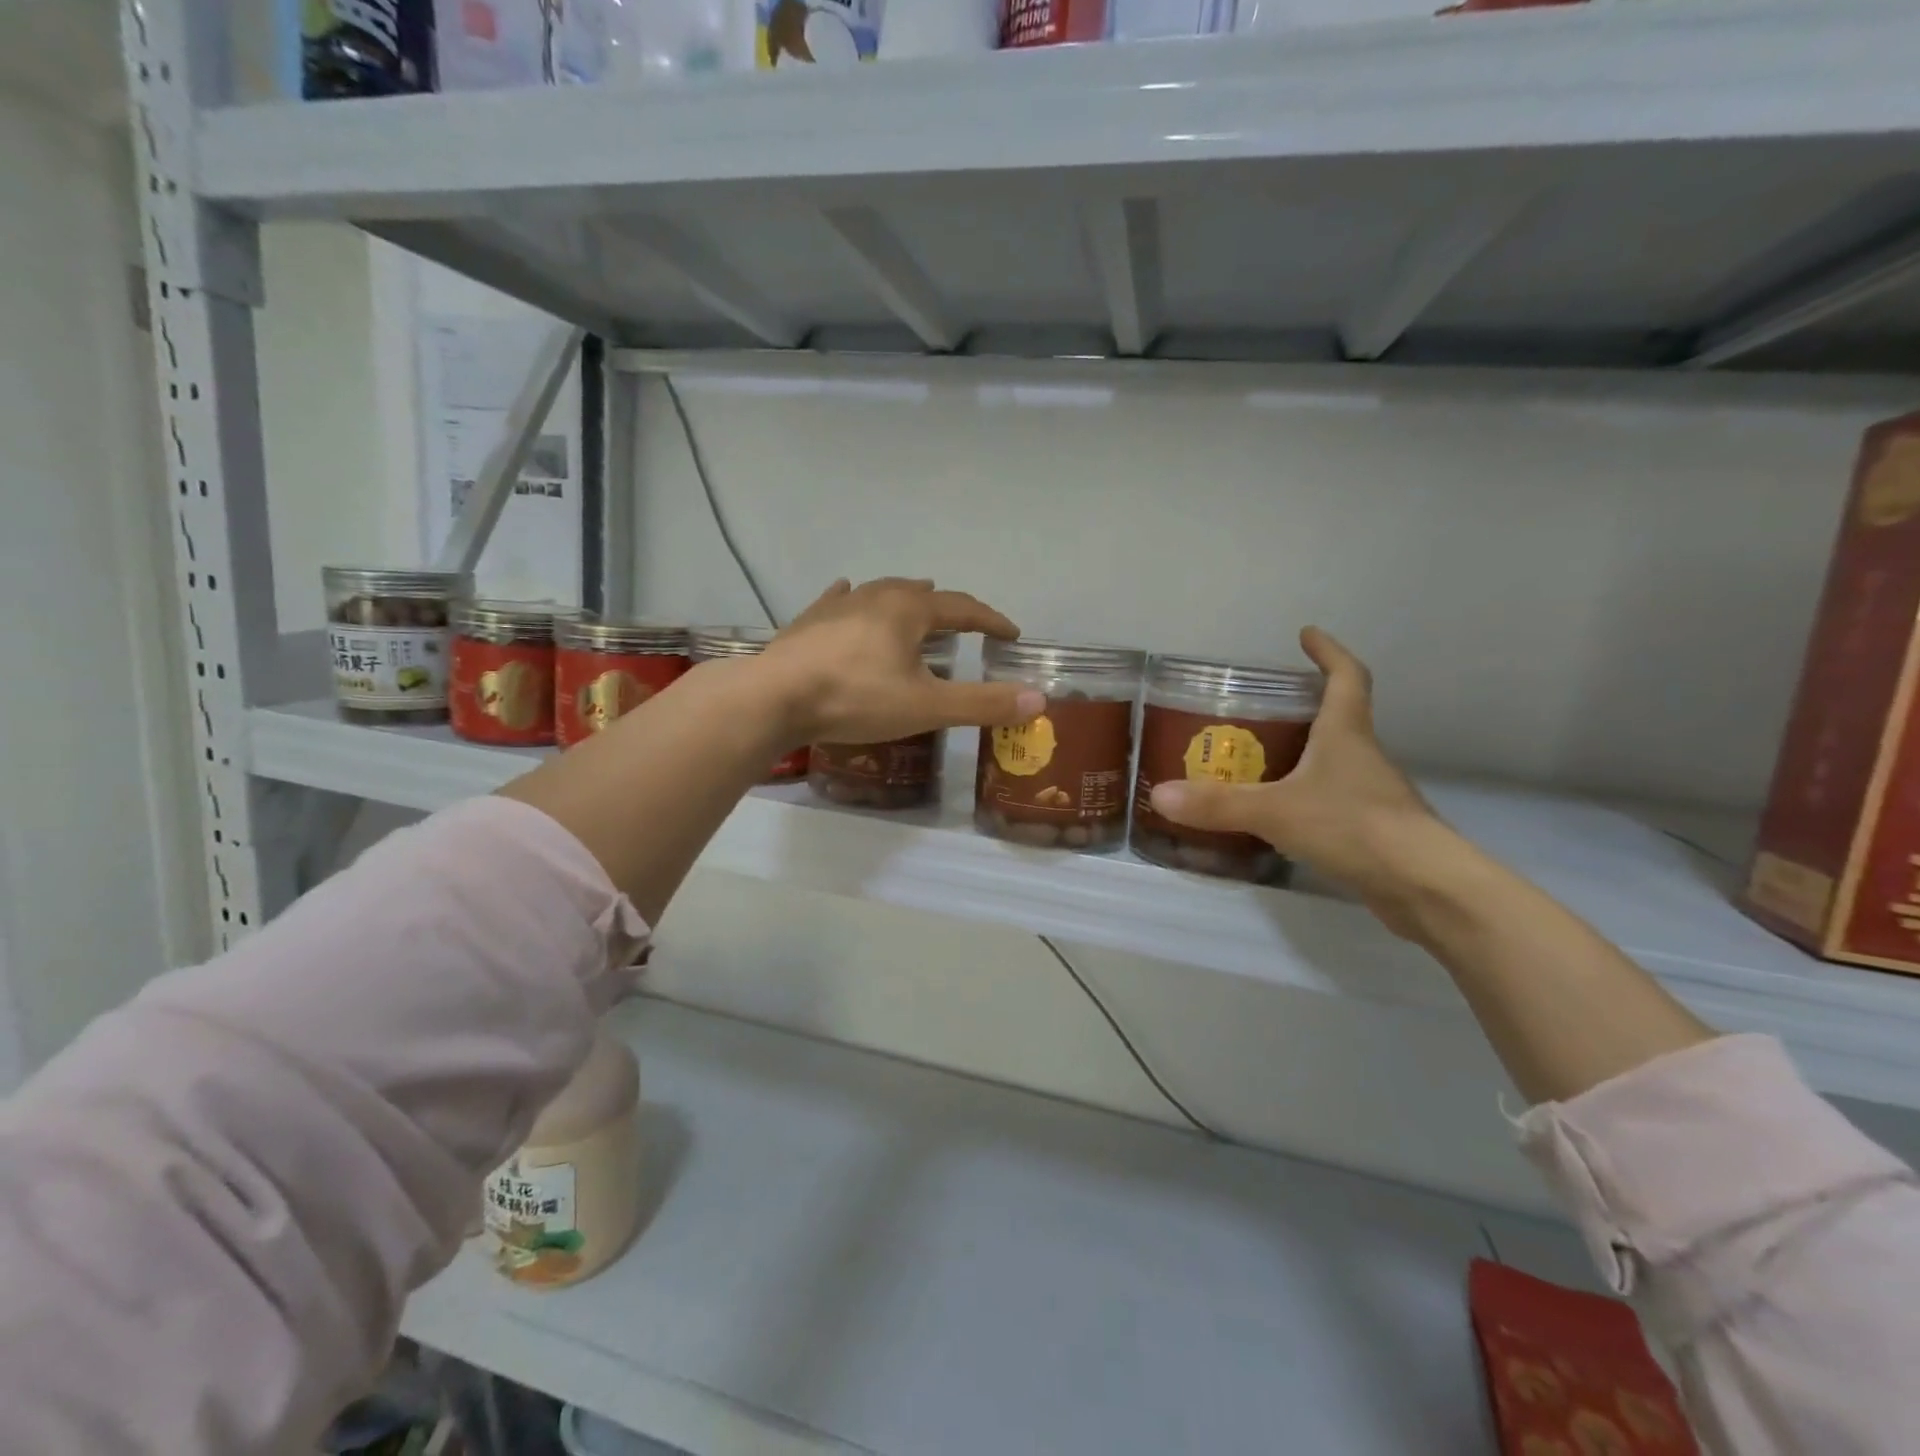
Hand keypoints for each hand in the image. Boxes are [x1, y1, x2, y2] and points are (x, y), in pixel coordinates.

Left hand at [758, 578, 1044, 744]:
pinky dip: (855, 599)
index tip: (1011, 634)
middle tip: (963, 621)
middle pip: (921, 593)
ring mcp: (837, 605)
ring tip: (917, 602)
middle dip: (947, 607)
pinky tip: (847, 594)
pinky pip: (840, 600)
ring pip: (881, 593)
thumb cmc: (856, 699)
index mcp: (909, 609)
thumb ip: (982, 703)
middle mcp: (875, 596)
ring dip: (905, 599)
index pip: (963, 608)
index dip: (990, 621)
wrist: (774, 698)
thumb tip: (1038, 699)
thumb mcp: (927, 707)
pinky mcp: (809, 621)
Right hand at [1148, 628, 1452, 920]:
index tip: (1307, 635)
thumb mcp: (1275, 811)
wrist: (1424, 886)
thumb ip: (1218, 804)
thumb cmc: (1354, 826)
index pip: (1346, 677)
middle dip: (1302, 708)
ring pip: (1333, 762)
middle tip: (1258, 710)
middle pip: (1338, 718)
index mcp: (1346, 734)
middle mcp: (1363, 756)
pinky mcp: (1373, 830)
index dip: (1328, 652)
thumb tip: (1160, 795)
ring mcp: (1372, 794)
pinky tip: (1279, 816)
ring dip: (1302, 756)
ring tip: (1257, 762)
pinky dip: (1306, 798)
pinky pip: (1333, 801)